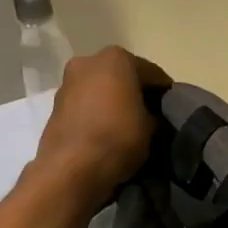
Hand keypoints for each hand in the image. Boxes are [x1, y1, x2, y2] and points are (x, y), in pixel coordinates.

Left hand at [35, 46, 167, 198]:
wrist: (70, 169)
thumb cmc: (118, 137)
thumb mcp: (152, 127)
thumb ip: (155, 114)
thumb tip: (152, 117)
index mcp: (117, 58)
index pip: (153, 74)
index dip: (165, 93)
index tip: (173, 110)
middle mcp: (89, 61)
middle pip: (123, 76)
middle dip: (136, 93)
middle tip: (151, 115)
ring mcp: (68, 82)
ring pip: (101, 89)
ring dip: (114, 102)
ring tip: (128, 125)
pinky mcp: (55, 105)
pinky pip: (86, 104)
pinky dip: (98, 112)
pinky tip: (108, 131)